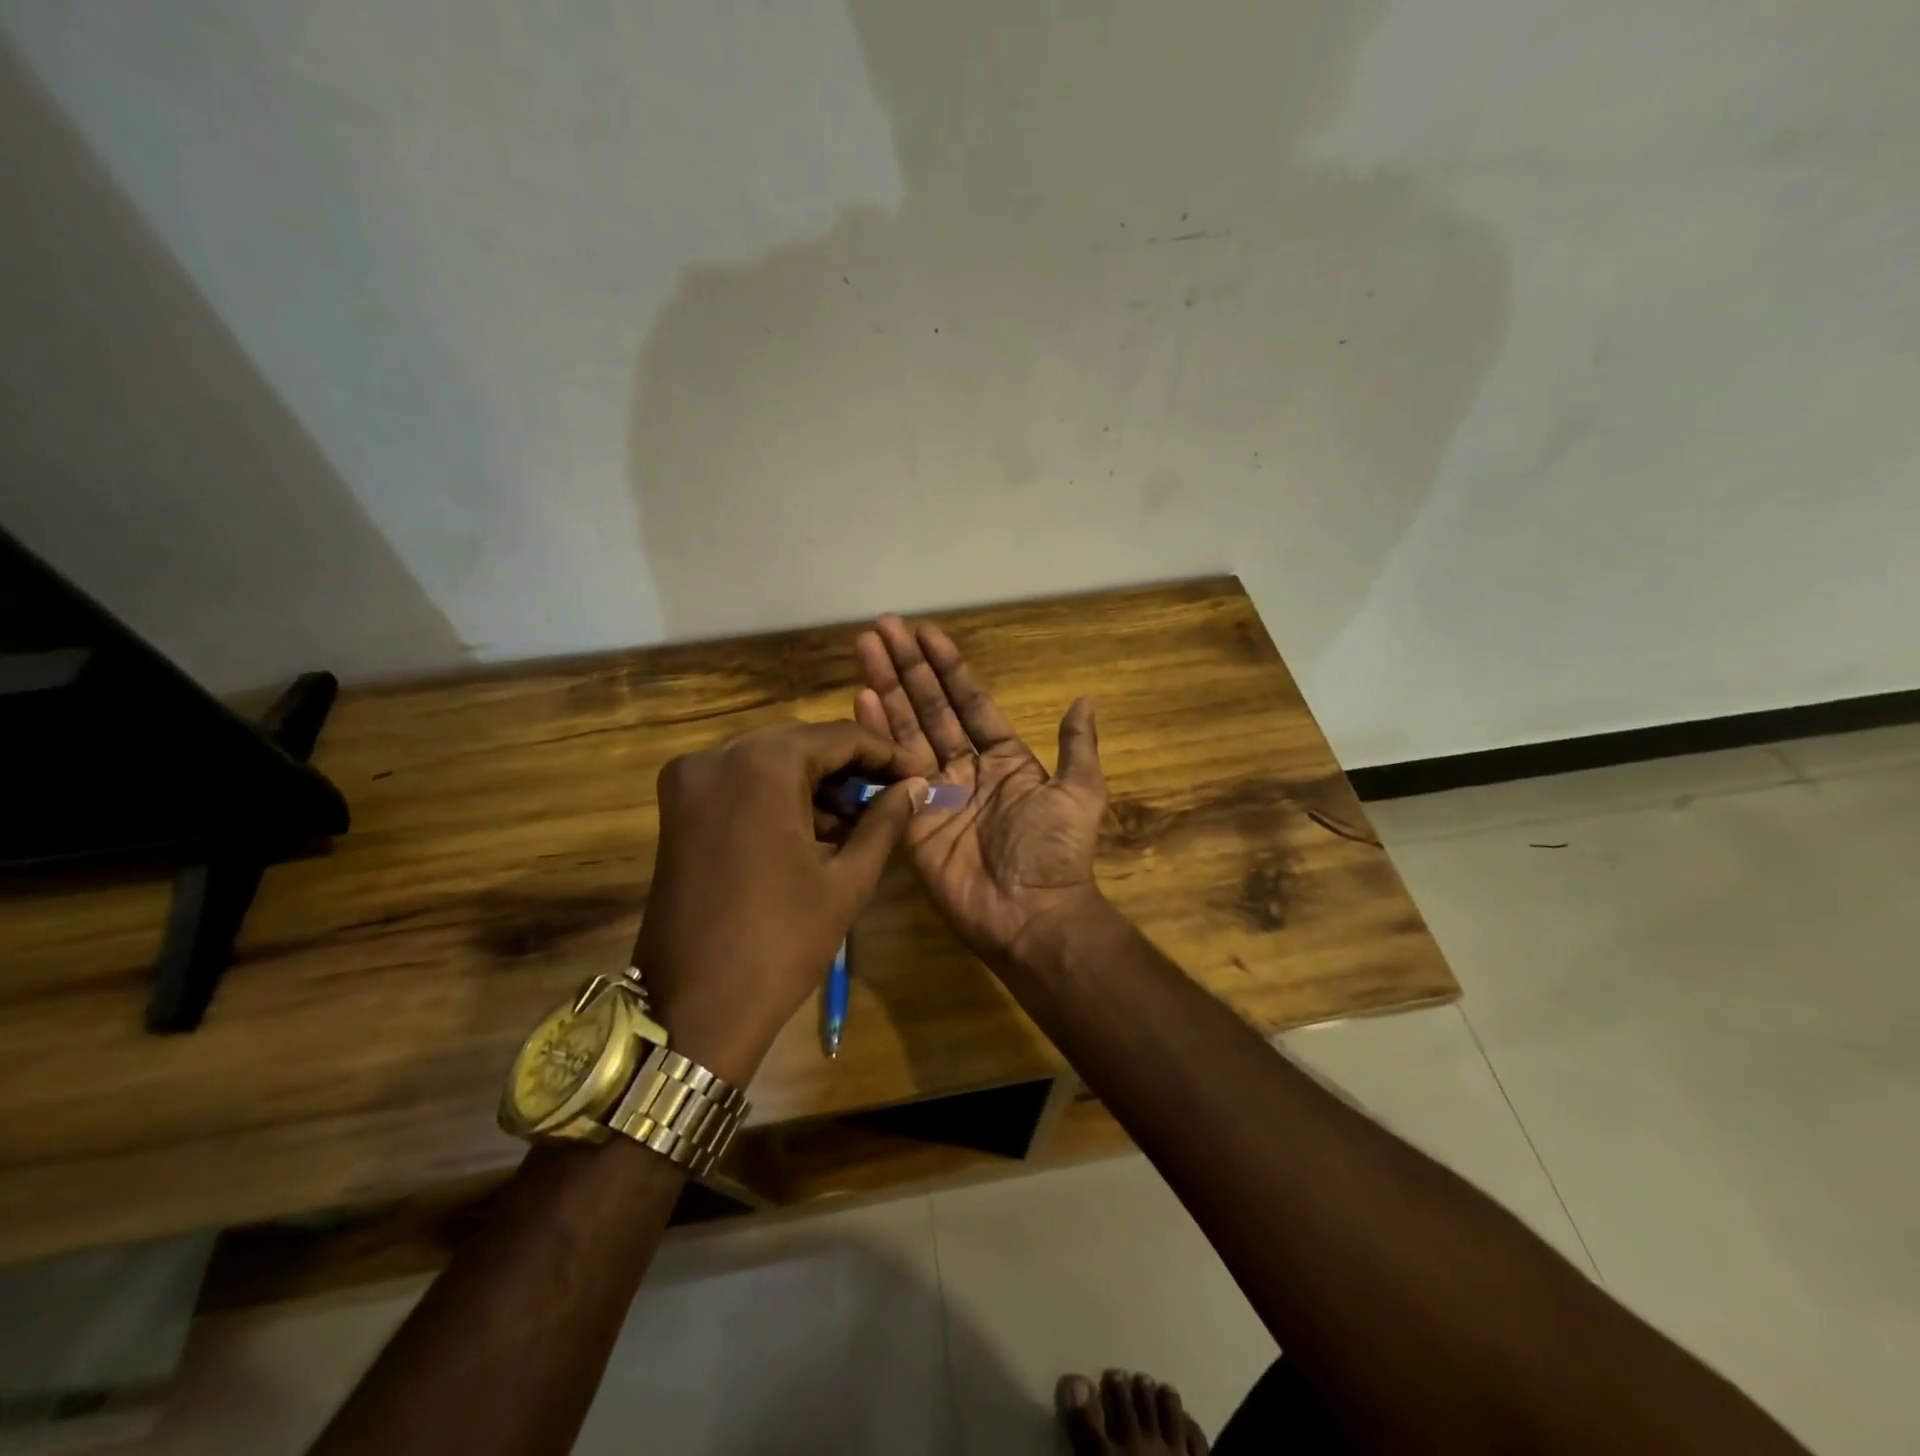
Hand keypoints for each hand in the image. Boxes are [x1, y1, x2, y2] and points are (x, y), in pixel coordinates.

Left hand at [635, 720, 921, 1084]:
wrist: (693, 1009)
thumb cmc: (780, 942)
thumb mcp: (846, 879)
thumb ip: (885, 820)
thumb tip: (916, 785)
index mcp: (761, 765)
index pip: (838, 737)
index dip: (885, 753)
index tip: (919, 772)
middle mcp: (718, 757)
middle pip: (801, 743)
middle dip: (850, 767)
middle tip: (891, 794)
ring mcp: (689, 781)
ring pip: (770, 761)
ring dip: (815, 782)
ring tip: (858, 820)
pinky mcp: (677, 809)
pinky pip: (741, 783)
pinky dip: (779, 796)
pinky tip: (814, 829)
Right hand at [854, 616, 1107, 964]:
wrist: (1032, 915)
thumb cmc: (1057, 852)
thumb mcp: (1080, 793)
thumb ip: (1077, 746)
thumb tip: (1086, 699)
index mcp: (1003, 757)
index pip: (970, 701)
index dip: (949, 667)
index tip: (927, 632)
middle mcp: (964, 767)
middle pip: (930, 707)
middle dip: (908, 667)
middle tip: (883, 627)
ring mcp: (934, 791)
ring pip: (907, 730)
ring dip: (886, 689)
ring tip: (866, 649)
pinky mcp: (910, 818)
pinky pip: (891, 772)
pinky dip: (876, 736)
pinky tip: (861, 700)